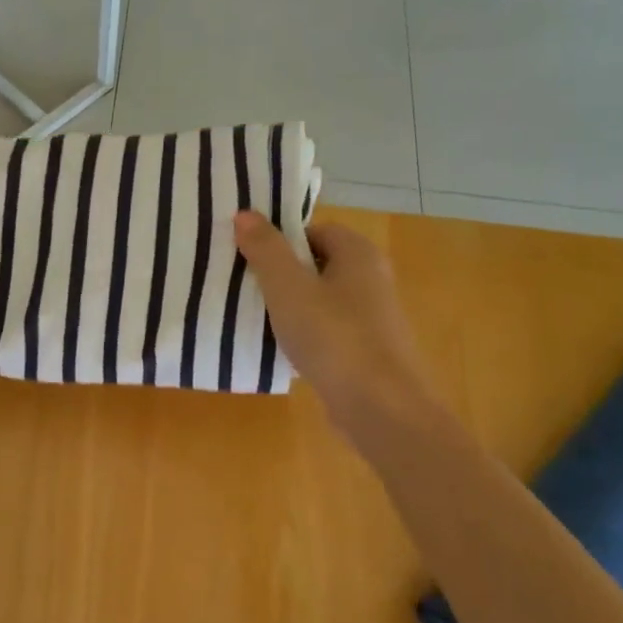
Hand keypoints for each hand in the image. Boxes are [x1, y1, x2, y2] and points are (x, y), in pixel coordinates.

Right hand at [234, 211, 440, 447]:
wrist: (381, 409)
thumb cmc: (334, 338)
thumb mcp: (289, 288)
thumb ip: (265, 249)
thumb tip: (244, 213)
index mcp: (358, 254)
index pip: (313, 229)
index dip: (278, 240)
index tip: (246, 256)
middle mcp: (370, 278)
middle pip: (315, 263)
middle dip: (279, 273)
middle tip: (241, 285)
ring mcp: (370, 317)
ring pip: (318, 299)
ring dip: (288, 306)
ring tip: (251, 316)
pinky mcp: (365, 350)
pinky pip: (325, 330)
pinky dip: (302, 334)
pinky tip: (278, 349)